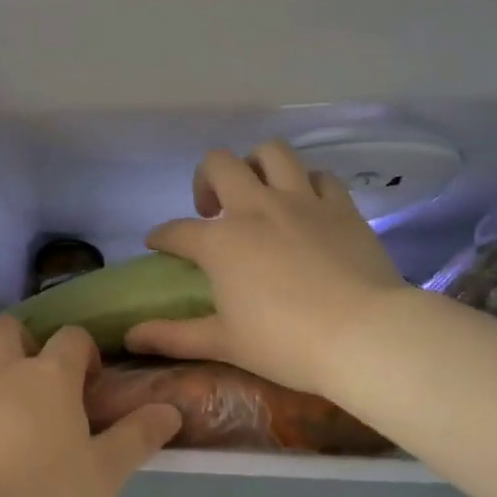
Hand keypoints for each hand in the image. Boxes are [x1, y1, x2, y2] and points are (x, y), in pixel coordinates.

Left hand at [0, 317, 180, 496]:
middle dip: (20, 339)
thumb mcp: (104, 475)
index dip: (83, 350)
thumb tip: (170, 408)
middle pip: (5, 327)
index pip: (70, 337)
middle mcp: (1, 372)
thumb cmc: (42, 495)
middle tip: (34, 374)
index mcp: (49, 376)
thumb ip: (137, 438)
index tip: (90, 380)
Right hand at [124, 142, 411, 398]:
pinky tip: (306, 205)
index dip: (161, 236)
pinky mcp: (341, 207)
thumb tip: (130, 337)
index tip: (158, 244)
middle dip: (206, 179)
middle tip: (211, 210)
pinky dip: (307, 184)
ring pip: (272, 153)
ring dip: (256, 165)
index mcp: (220, 242)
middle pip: (219, 164)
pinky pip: (321, 177)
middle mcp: (255, 208)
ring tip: (257, 191)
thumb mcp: (224, 343)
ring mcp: (301, 202)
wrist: (365, 336)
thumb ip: (172, 336)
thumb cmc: (286, 343)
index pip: (176, 231)